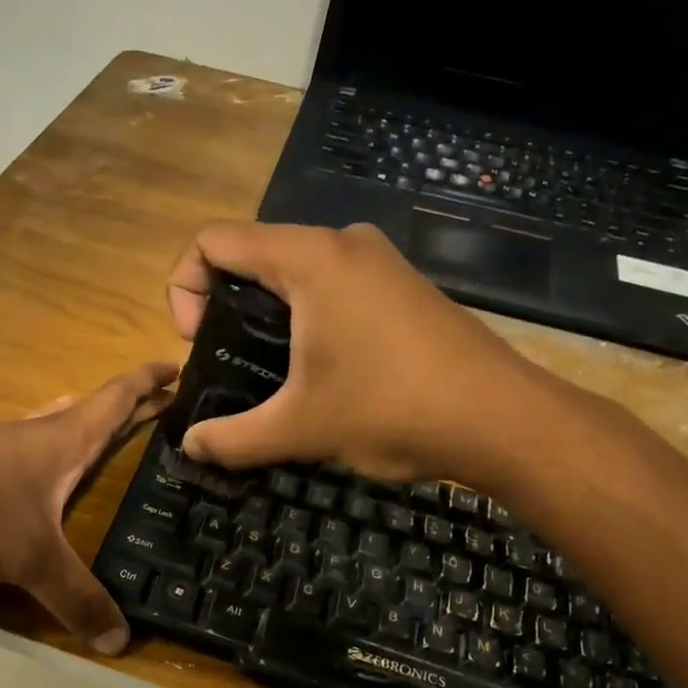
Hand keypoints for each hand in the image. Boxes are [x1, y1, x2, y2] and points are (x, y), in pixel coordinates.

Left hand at [0, 363, 176, 653]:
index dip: (149, 381)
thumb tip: (122, 642)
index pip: (116, 398)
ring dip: (89, 429)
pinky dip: (54, 460)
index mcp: (61, 440)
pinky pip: (30, 458)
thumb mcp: (29, 558)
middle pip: (92, 411)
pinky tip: (48, 480)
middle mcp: (34, 437)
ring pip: (57, 431)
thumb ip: (78, 598)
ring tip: (114, 438)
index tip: (179, 366)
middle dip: (130, 408)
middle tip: (165, 410)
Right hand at [165, 222, 582, 486]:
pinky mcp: (401, 285)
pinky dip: (306, 316)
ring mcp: (378, 261)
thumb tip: (190, 447)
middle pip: (253, 252)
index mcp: (310, 259)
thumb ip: (233, 438)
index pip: (215, 240)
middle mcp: (343, 243)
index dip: (185, 287)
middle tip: (229, 362)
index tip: (197, 342)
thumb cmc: (392, 410)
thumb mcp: (300, 429)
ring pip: (294, 270)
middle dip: (224, 304)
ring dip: (266, 314)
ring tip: (271, 373)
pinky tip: (321, 369)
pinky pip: (331, 285)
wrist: (502, 420)